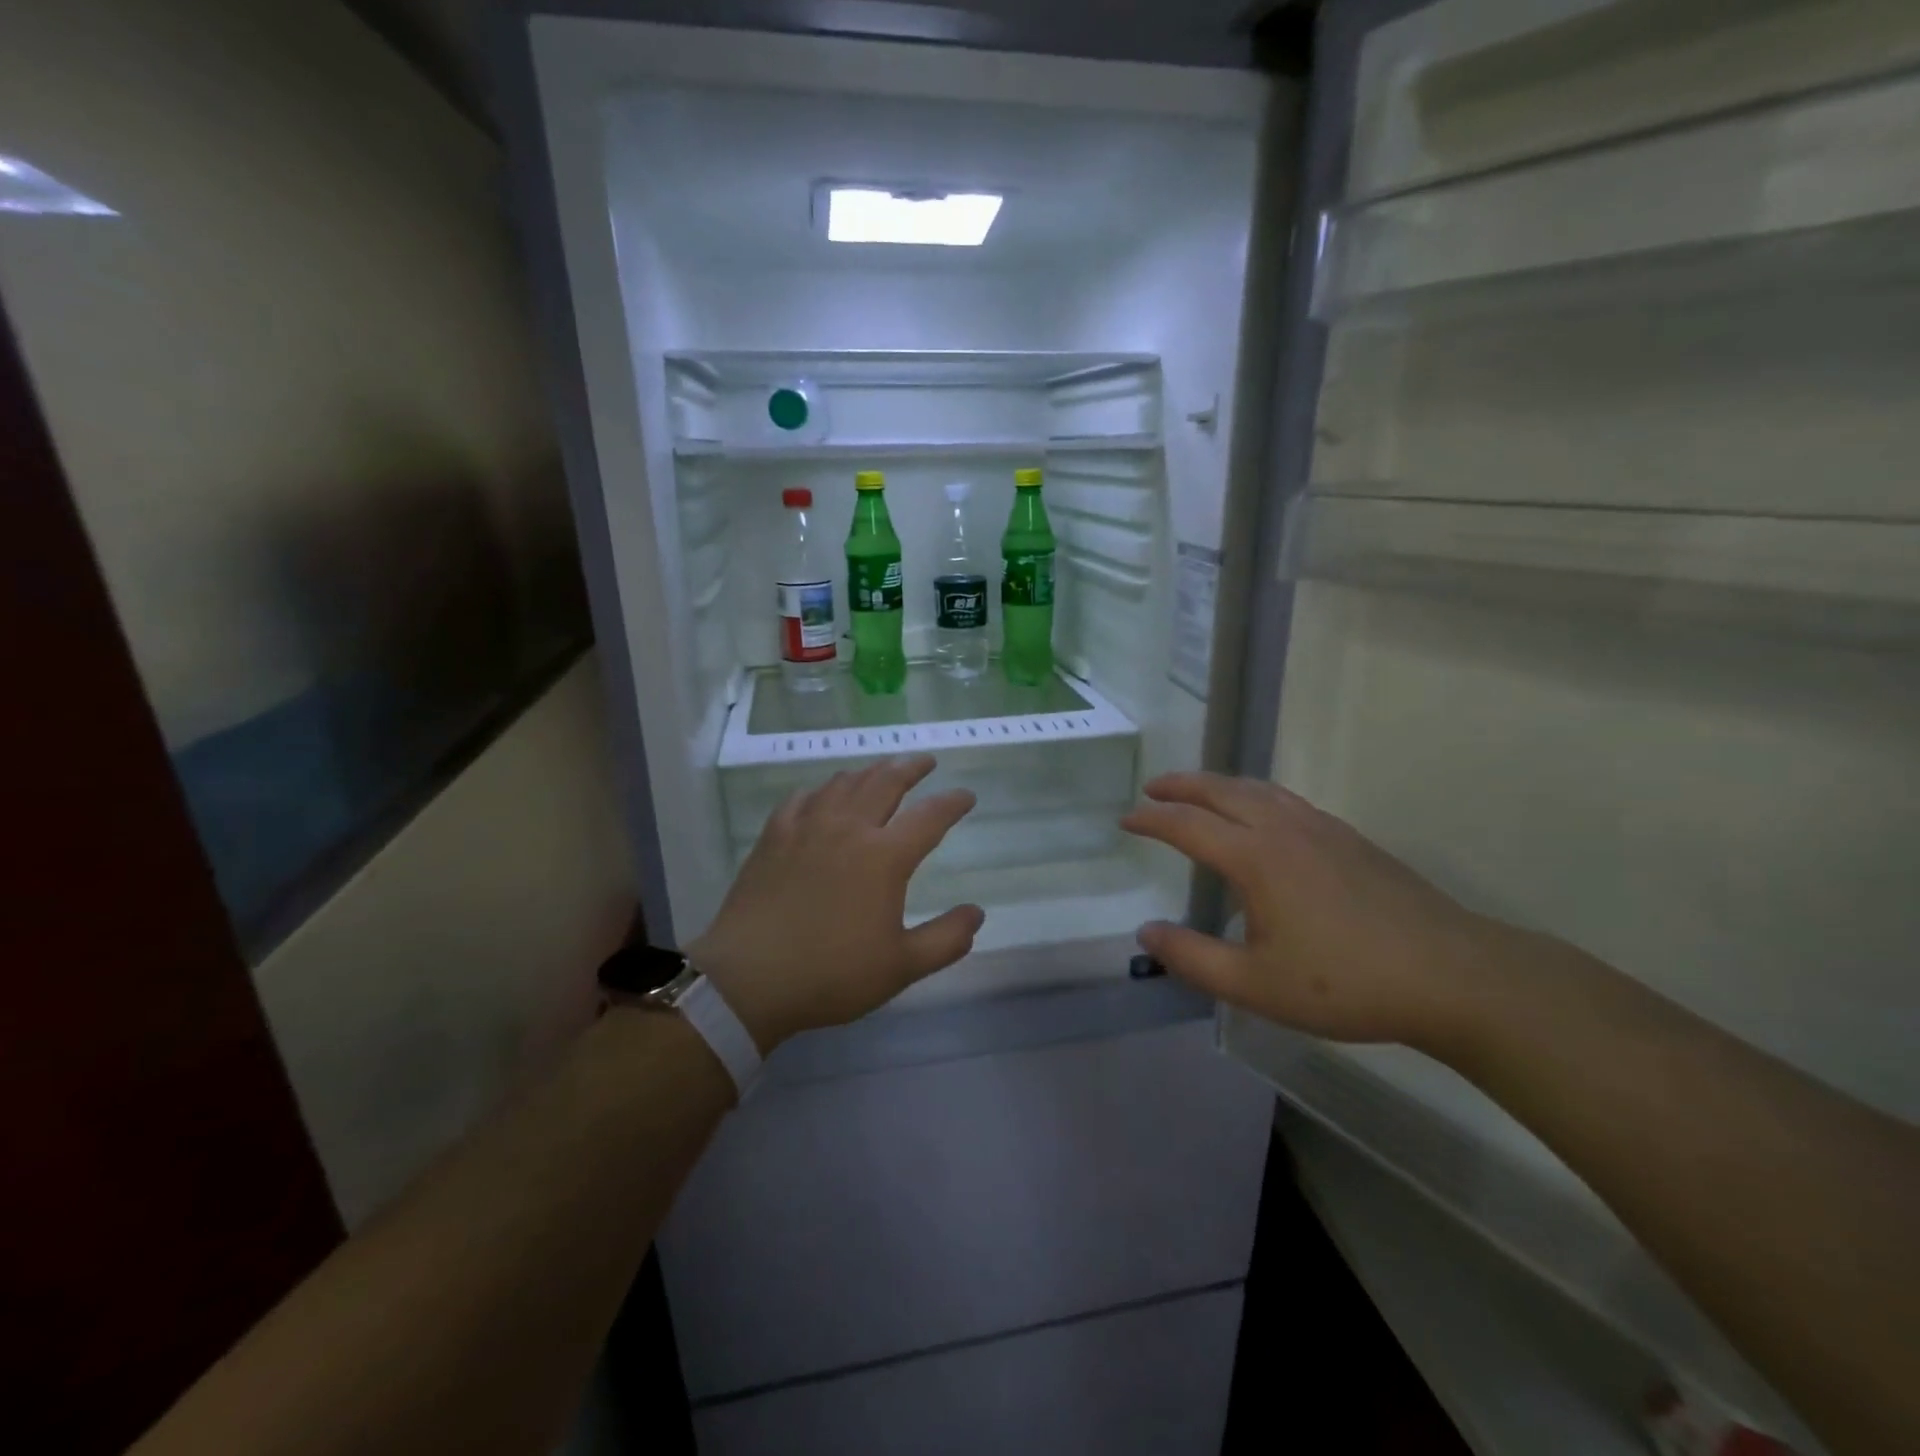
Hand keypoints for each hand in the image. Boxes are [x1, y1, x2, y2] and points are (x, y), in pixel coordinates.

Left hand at [689, 755, 983, 1051]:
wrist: (748, 979)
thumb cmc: (831, 974)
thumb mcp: (901, 967)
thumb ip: (946, 939)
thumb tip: (977, 913)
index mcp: (884, 857)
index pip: (929, 817)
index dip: (952, 803)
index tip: (966, 796)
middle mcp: (848, 829)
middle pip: (885, 782)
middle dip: (910, 767)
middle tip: (925, 761)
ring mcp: (806, 828)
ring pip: (843, 783)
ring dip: (869, 771)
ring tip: (881, 770)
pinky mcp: (774, 837)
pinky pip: (802, 798)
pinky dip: (821, 790)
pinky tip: (822, 794)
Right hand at [1121, 772, 1501, 1048]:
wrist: (1453, 976)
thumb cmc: (1345, 983)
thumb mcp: (1255, 985)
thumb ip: (1193, 958)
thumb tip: (1146, 932)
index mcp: (1255, 858)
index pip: (1188, 824)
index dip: (1152, 819)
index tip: (1126, 820)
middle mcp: (1284, 829)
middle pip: (1221, 791)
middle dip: (1181, 786)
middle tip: (1152, 788)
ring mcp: (1321, 828)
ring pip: (1258, 789)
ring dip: (1218, 784)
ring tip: (1197, 792)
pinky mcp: (1349, 839)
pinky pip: (1285, 800)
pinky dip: (1254, 794)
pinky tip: (1260, 815)